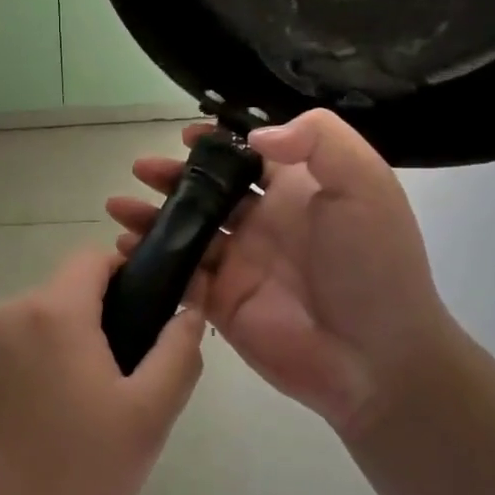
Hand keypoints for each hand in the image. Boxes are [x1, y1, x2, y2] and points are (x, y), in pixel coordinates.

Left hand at [0, 248, 205, 494]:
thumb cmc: (72, 471)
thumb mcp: (146, 418)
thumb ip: (177, 354)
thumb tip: (189, 309)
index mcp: (55, 310)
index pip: (94, 257)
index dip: (127, 274)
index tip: (144, 316)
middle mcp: (10, 311)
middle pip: (66, 294)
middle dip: (96, 323)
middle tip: (117, 383)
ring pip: (36, 326)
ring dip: (60, 350)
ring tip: (75, 411)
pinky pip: (6, 353)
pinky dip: (27, 371)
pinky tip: (34, 423)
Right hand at [106, 109, 459, 436]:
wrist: (376, 358)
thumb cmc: (373, 264)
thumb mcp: (365, 184)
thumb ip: (318, 140)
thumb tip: (254, 136)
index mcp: (296, 191)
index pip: (249, 156)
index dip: (218, 144)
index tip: (187, 136)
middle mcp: (263, 223)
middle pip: (208, 192)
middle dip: (173, 178)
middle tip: (141, 169)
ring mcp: (240, 264)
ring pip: (186, 231)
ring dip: (152, 216)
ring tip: (118, 206)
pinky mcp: (222, 303)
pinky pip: (179, 275)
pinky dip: (152, 260)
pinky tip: (126, 247)